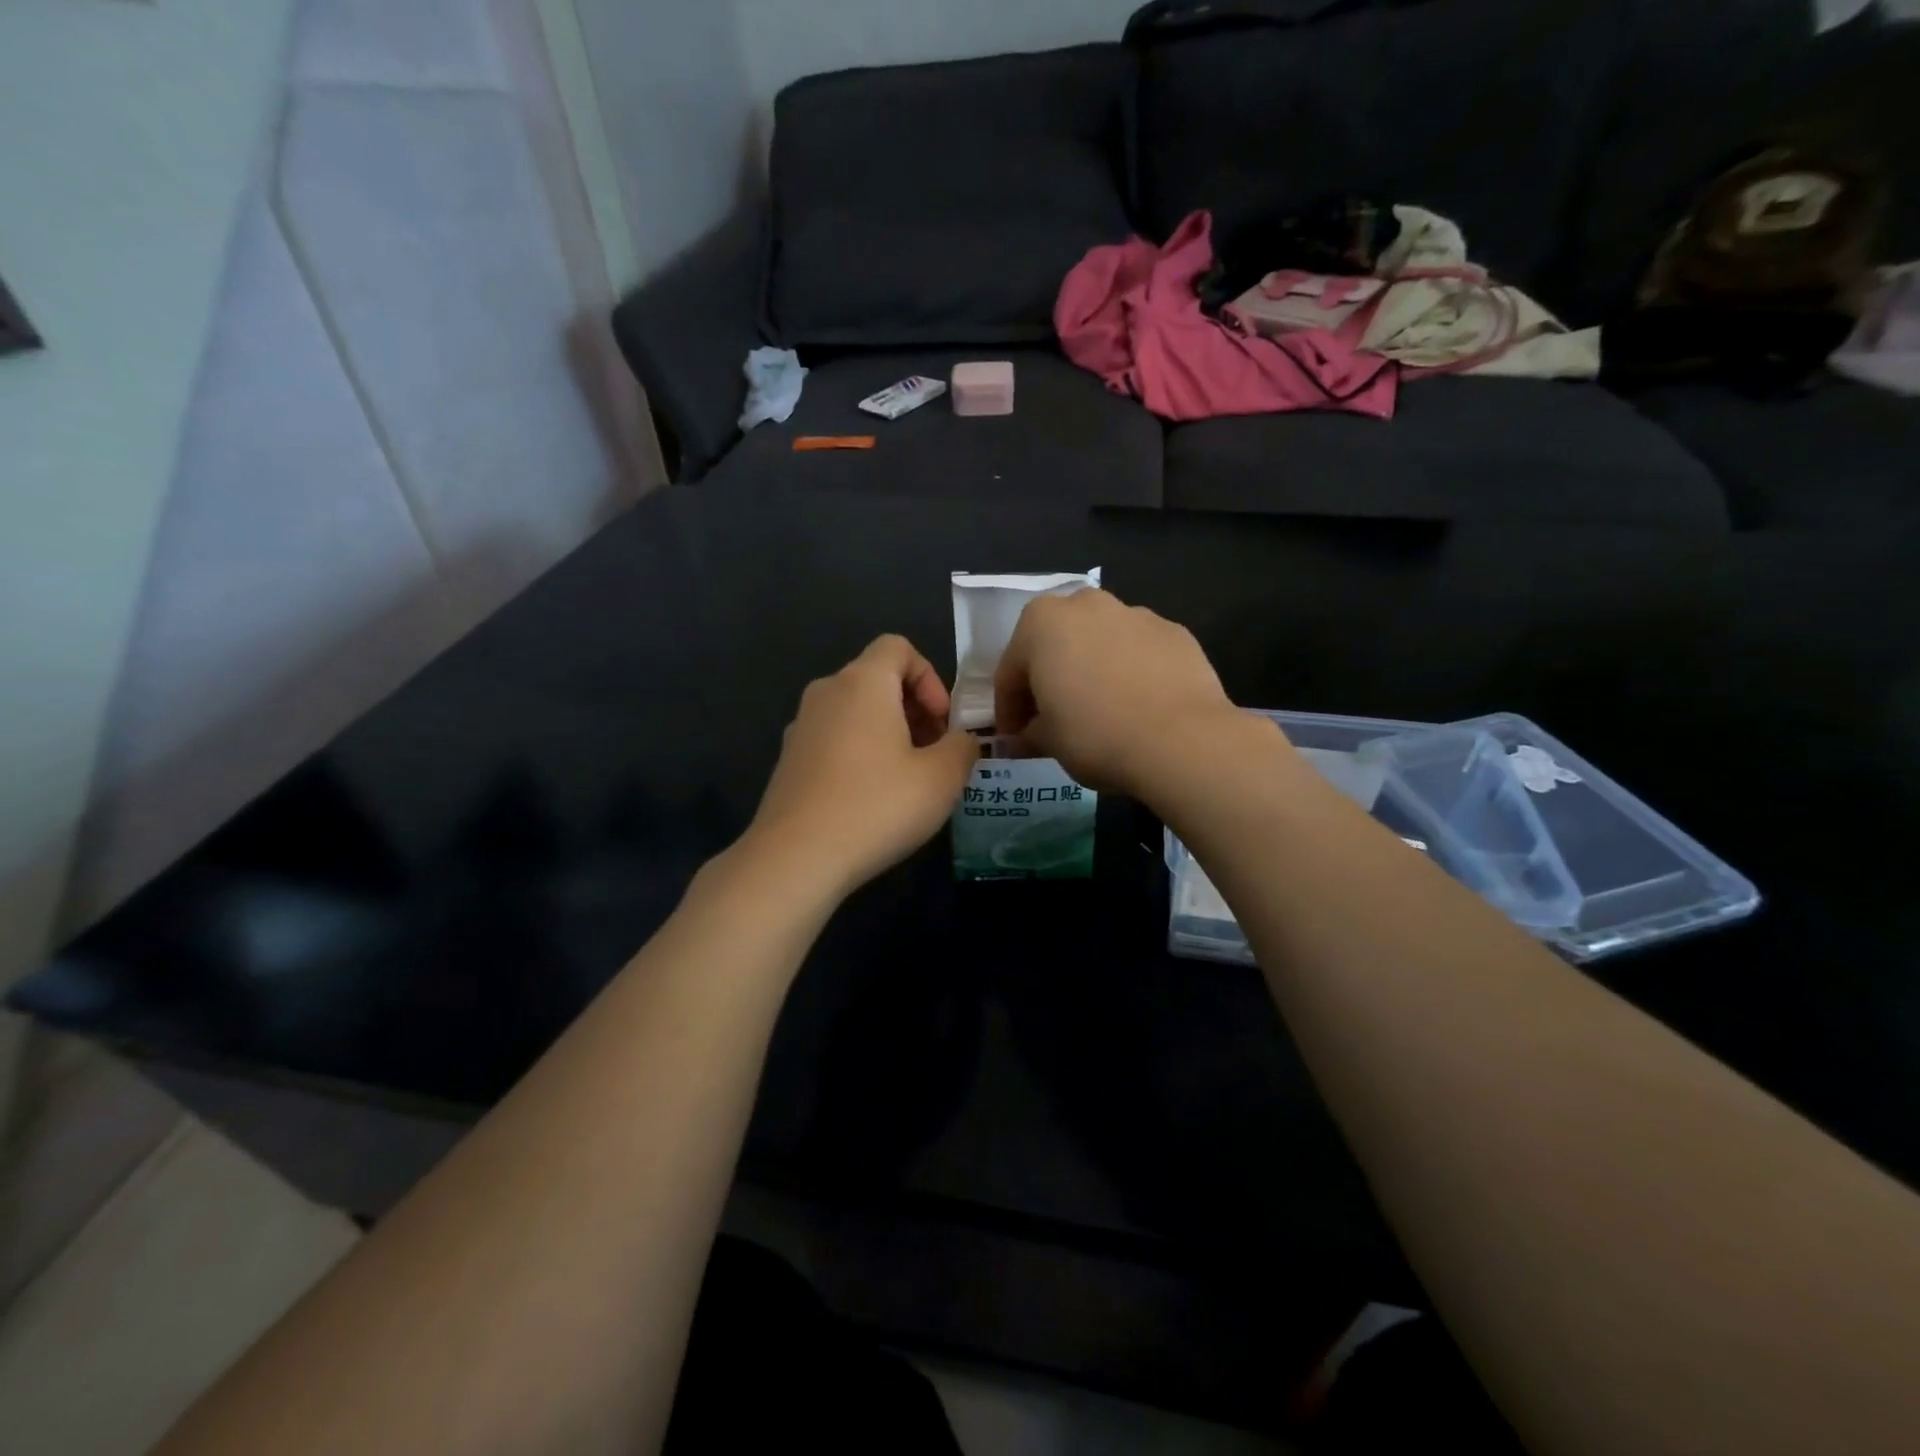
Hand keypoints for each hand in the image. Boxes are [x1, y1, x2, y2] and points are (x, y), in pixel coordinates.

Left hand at [746, 635, 980, 896]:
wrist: (796, 857)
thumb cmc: (877, 806)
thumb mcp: (942, 778)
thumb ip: (963, 748)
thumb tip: (962, 741)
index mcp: (863, 682)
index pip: (899, 647)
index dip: (930, 678)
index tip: (942, 723)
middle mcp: (826, 693)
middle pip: (877, 679)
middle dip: (913, 709)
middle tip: (933, 755)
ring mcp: (801, 727)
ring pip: (854, 712)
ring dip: (887, 734)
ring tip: (906, 781)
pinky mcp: (788, 761)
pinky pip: (833, 740)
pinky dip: (858, 754)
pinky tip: (870, 800)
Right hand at [994, 589, 1246, 796]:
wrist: (1181, 740)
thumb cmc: (1095, 734)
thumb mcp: (1048, 741)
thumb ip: (1028, 733)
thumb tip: (1022, 739)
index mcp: (1041, 623)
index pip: (1011, 671)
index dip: (1008, 709)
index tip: (1014, 737)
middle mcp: (1086, 605)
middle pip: (1056, 645)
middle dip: (1048, 679)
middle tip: (1051, 720)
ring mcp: (1135, 614)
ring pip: (1099, 643)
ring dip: (1090, 671)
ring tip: (1099, 712)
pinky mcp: (1174, 632)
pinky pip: (1137, 652)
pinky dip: (1129, 673)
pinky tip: (1137, 706)